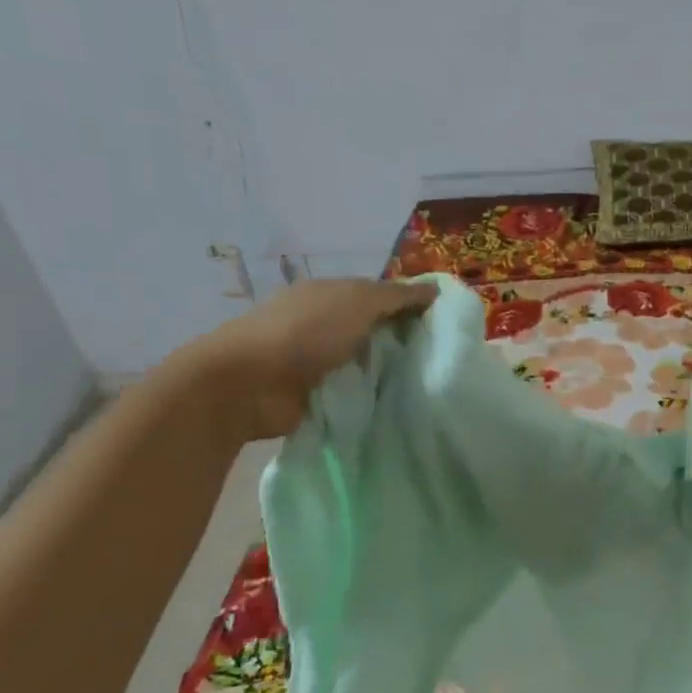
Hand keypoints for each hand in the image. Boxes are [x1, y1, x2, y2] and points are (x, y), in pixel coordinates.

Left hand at [180, 278, 435, 439]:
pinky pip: (352, 391)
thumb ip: (396, 296)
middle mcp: (322, 323)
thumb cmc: (304, 333)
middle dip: (402, 340)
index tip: (443, 323)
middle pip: (373, 329)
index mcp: (328, 294)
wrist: (247, 386)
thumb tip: (435, 289)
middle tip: (442, 357)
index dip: (409, 305)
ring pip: (364, 362)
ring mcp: (314, 360)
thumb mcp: (357, 302)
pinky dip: (370, 395)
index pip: (379, 295)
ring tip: (427, 384)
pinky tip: (399, 403)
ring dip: (388, 371)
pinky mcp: (312, 394)